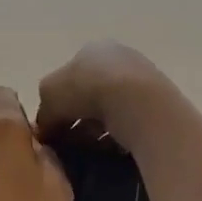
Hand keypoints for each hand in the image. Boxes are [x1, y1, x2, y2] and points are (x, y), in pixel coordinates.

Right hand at [35, 41, 167, 149]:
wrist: (137, 102)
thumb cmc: (87, 88)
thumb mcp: (49, 95)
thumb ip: (44, 112)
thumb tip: (44, 130)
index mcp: (91, 49)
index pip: (69, 77)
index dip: (58, 103)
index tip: (53, 128)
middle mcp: (118, 58)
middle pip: (90, 94)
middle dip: (78, 119)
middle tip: (69, 143)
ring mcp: (141, 79)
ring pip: (110, 110)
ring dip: (97, 131)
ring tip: (89, 151)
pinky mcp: (157, 103)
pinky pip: (129, 122)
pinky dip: (118, 136)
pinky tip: (110, 150)